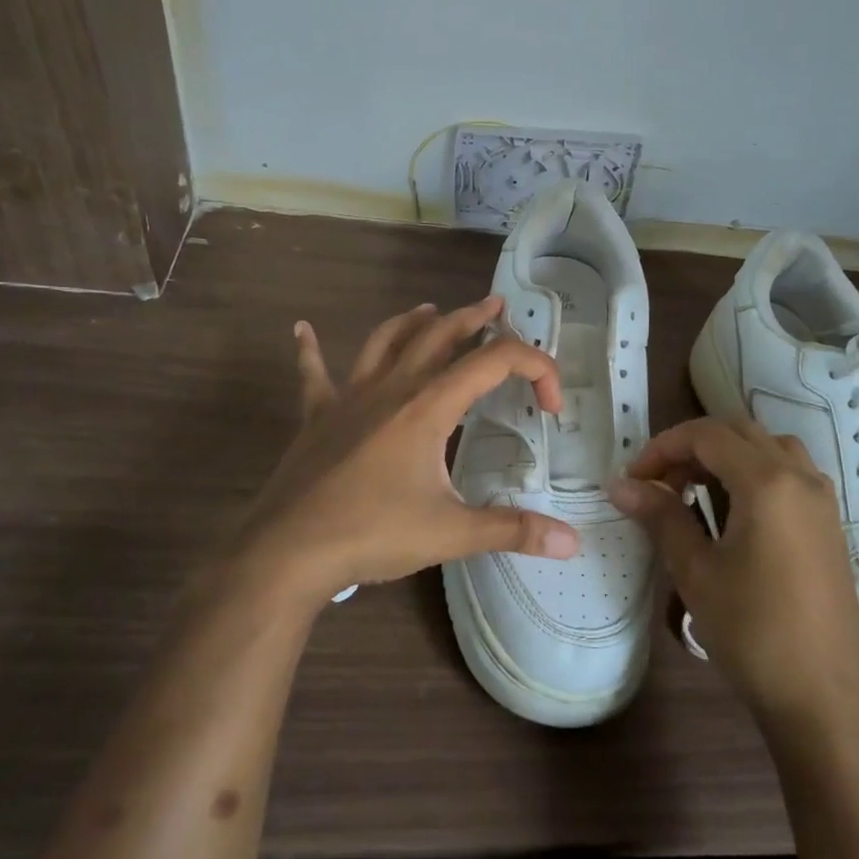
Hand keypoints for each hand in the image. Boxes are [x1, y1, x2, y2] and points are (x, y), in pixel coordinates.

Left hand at [219, 297, 580, 613]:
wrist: (287, 551)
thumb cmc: (372, 533)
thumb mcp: (450, 533)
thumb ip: (512, 530)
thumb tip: (572, 543)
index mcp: (428, 406)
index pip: (495, 363)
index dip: (535, 370)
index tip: (552, 406)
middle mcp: (391, 388)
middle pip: (439, 335)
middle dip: (473, 318)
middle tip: (496, 306)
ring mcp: (349, 397)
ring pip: (385, 341)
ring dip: (412, 322)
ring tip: (430, 310)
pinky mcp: (317, 416)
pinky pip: (314, 373)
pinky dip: (310, 350)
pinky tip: (302, 329)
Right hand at [610, 417, 858, 735]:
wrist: (824, 698)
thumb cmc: (753, 632)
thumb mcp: (696, 571)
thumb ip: (661, 517)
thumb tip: (621, 486)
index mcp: (767, 482)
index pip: (707, 435)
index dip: (663, 447)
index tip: (634, 479)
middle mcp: (800, 477)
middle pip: (738, 432)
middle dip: (692, 448)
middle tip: (660, 484)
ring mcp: (821, 498)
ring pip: (767, 447)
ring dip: (725, 456)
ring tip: (695, 492)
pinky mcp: (829, 523)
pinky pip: (788, 472)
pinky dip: (753, 472)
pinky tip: (734, 512)